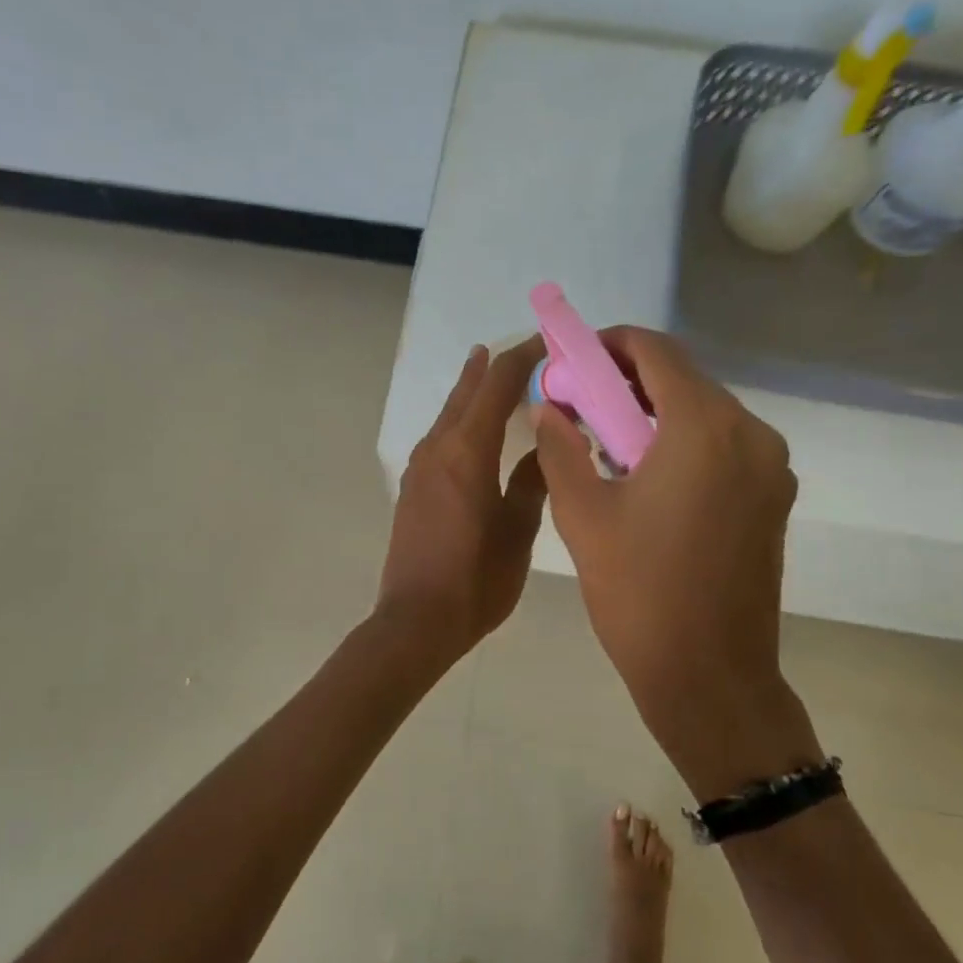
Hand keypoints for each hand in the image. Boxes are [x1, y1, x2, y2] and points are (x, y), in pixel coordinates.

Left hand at [376, 340, 548, 667]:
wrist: (417, 620)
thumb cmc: (476, 580)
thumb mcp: (518, 531)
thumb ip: (532, 481)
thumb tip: (545, 445)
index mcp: (468, 450)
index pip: (498, 385)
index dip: (524, 357)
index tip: (549, 342)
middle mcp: (438, 448)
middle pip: (467, 391)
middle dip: (494, 365)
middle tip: (523, 348)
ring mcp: (419, 467)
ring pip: (449, 412)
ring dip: (472, 389)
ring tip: (491, 369)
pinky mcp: (412, 488)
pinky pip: (440, 437)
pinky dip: (460, 418)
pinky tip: (472, 428)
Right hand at [530, 327, 819, 796]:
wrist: (709, 676)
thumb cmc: (639, 593)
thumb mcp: (583, 515)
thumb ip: (561, 448)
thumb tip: (547, 408)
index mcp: (704, 427)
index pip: (654, 351)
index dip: (608, 345)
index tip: (572, 364)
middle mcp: (750, 433)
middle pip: (683, 379)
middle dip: (627, 382)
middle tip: (580, 406)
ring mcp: (771, 467)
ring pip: (705, 414)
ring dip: (655, 415)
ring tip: (607, 445)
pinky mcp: (773, 498)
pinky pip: (724, 448)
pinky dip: (683, 444)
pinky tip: (647, 477)